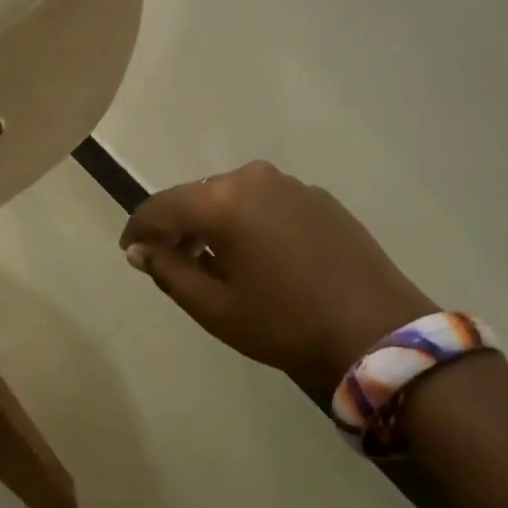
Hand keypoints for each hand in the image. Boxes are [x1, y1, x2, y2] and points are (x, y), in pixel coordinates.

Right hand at [121, 162, 436, 398]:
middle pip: (197, 196)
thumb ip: (169, 271)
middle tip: (170, 261)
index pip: (162, 206)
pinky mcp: (318, 196)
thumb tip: (140, 250)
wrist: (378, 330)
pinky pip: (267, 202)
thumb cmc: (286, 323)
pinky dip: (250, 221)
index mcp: (222, 200)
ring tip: (214, 261)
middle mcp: (252, 178)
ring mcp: (290, 183)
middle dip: (178, 226)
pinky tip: (260, 255)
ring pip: (233, 197)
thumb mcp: (216, 308)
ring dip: (215, 222)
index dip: (139, 228)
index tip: (129, 250)